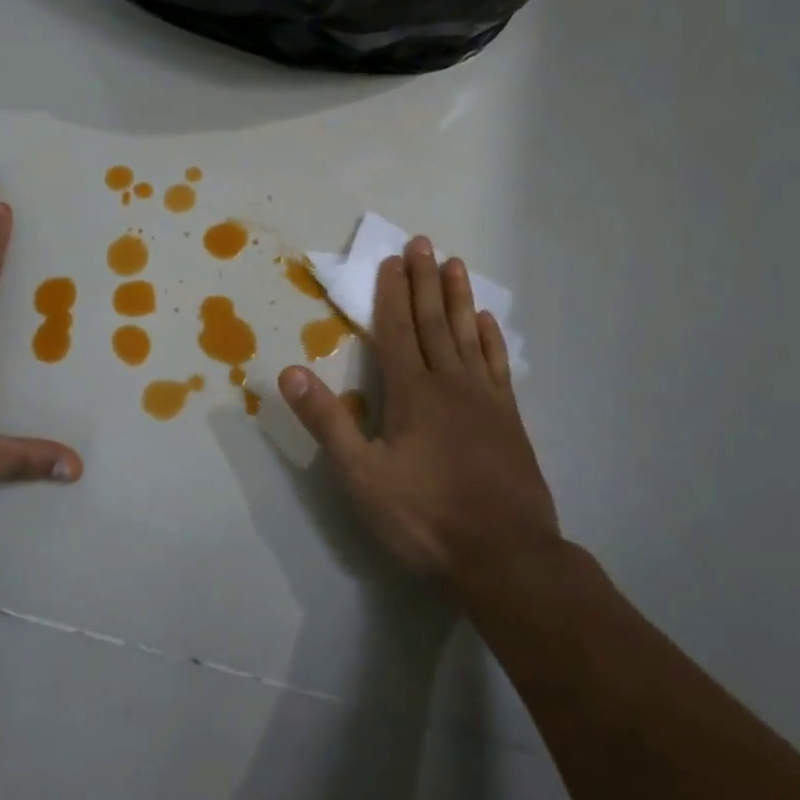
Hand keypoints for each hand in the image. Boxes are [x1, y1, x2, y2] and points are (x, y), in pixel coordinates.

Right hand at [277, 236, 557, 580]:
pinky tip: (488, 321)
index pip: (396, 331)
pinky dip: (491, 339)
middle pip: (433, 321)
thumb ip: (328, 422)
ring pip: (468, 335)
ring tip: (456, 264)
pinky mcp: (509, 419)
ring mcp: (484, 399)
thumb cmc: (426, 518)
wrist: (507, 557)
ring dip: (459, 298)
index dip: (392, 293)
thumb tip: (290, 372)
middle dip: (425, 281)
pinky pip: (497, 365)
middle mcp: (450, 383)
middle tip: (423, 242)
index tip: (392, 259)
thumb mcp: (362, 477)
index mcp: (412, 392)